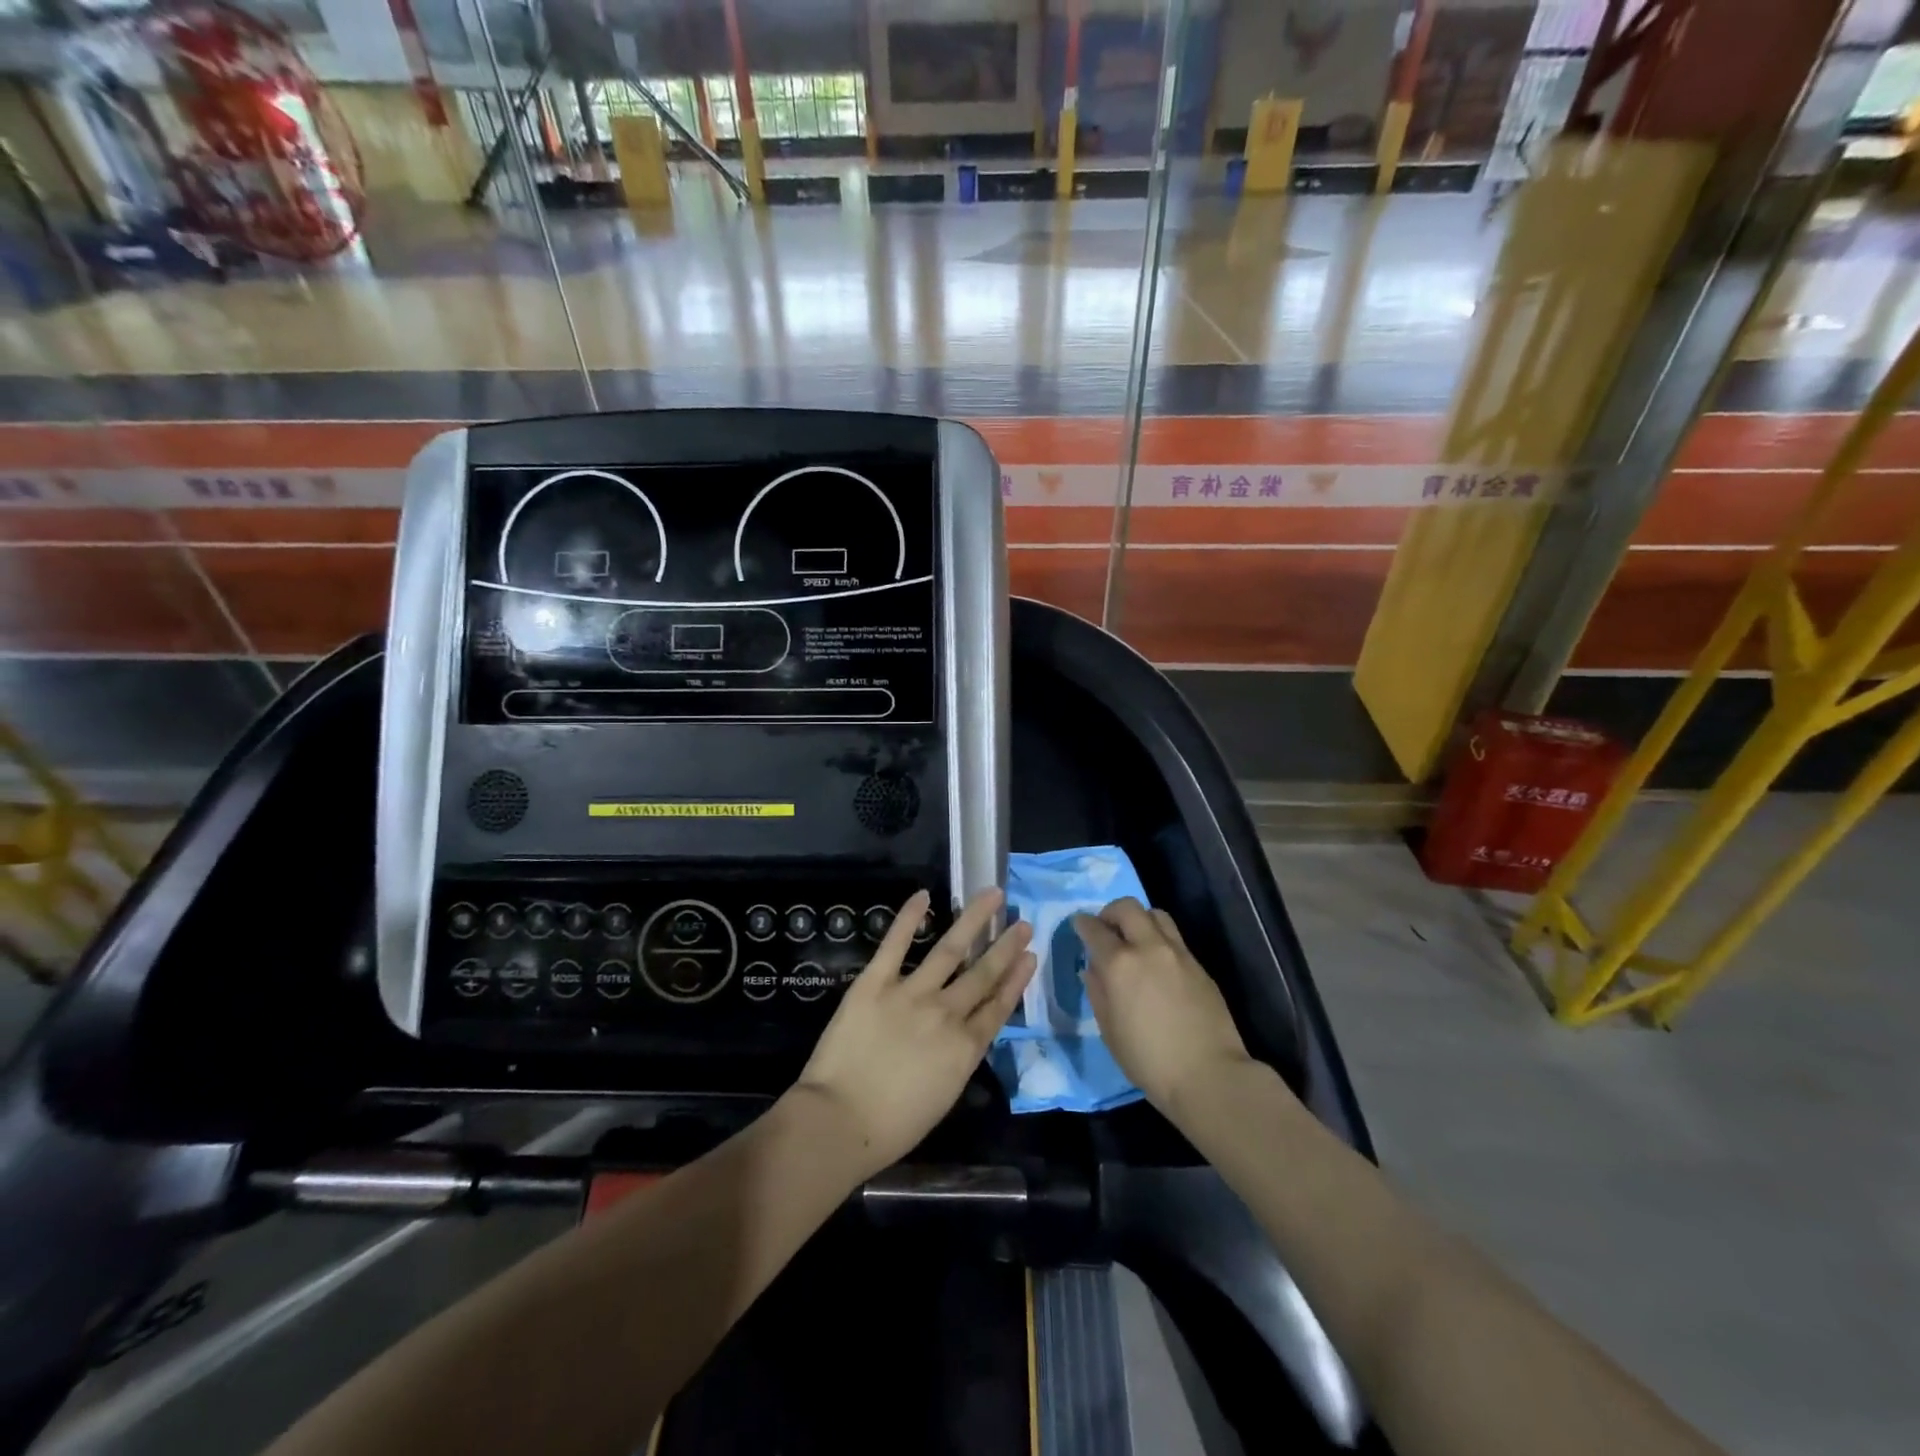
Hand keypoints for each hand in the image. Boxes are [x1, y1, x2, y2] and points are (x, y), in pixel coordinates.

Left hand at [791, 889, 1034, 1179]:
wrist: (840, 1121)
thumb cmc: (891, 1127)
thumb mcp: (942, 1097)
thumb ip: (957, 1060)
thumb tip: (963, 1035)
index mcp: (964, 1048)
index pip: (998, 1006)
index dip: (1016, 979)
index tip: (1030, 956)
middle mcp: (946, 1013)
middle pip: (982, 973)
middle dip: (1006, 946)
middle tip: (1022, 922)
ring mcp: (911, 993)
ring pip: (950, 949)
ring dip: (974, 920)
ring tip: (993, 896)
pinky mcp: (875, 982)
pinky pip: (895, 944)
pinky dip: (909, 917)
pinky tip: (923, 894)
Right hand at [1073, 898, 1253, 1113]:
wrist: (1209, 1075)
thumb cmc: (1148, 1060)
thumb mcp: (1109, 1030)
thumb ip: (1098, 991)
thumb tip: (1093, 969)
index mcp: (1120, 964)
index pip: (1094, 929)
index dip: (1082, 924)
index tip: (1078, 925)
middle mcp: (1148, 948)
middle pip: (1127, 907)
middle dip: (1110, 912)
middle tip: (1105, 929)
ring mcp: (1178, 953)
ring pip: (1155, 915)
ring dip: (1139, 919)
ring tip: (1133, 940)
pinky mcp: (1198, 965)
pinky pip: (1174, 937)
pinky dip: (1158, 939)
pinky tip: (1157, 963)